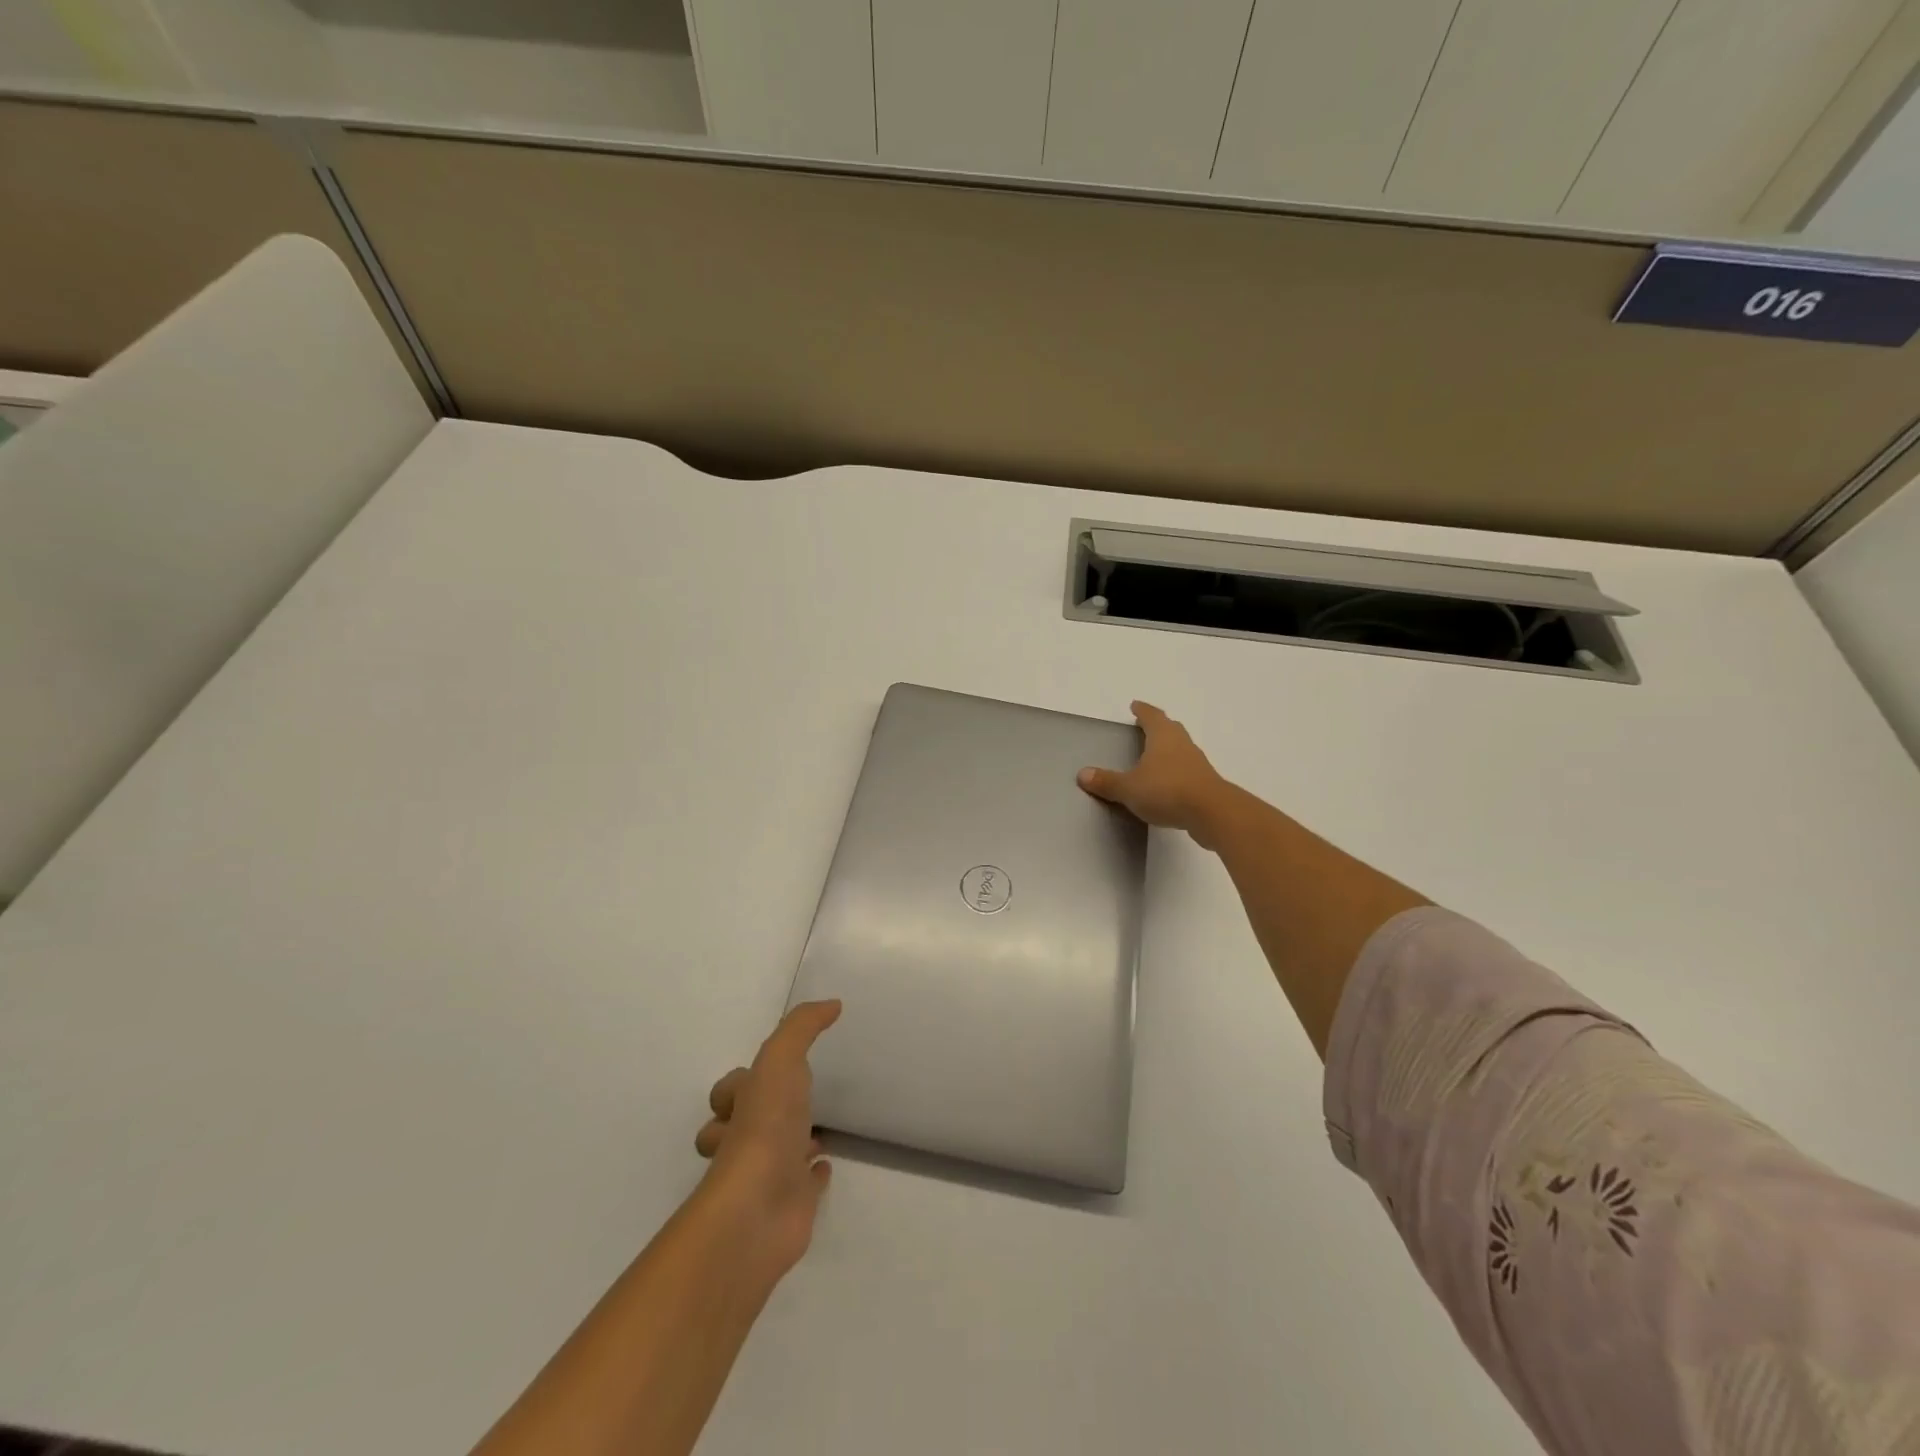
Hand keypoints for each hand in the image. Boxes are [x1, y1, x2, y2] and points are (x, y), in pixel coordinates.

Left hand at [694, 1000, 840, 1277]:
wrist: (759, 1208)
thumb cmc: (765, 1127)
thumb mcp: (780, 1059)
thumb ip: (802, 1026)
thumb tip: (833, 1004)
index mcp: (739, 1108)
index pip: (728, 1094)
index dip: (737, 1085)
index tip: (760, 1075)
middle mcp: (747, 1141)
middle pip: (742, 1126)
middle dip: (757, 1116)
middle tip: (789, 1105)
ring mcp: (769, 1175)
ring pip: (774, 1154)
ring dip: (788, 1143)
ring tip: (813, 1132)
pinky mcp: (793, 1203)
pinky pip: (803, 1186)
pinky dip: (812, 1176)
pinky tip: (825, 1166)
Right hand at [1078, 702, 1231, 846]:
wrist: (1212, 813)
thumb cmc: (1166, 790)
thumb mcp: (1129, 788)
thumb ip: (1107, 782)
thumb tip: (1082, 774)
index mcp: (1163, 737)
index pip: (1152, 716)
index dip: (1143, 711)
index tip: (1136, 705)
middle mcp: (1182, 744)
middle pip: (1170, 729)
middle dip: (1158, 726)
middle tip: (1145, 727)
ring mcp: (1197, 764)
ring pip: (1180, 749)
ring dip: (1168, 750)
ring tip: (1154, 757)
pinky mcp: (1205, 783)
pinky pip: (1186, 770)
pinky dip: (1175, 772)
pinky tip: (1167, 784)